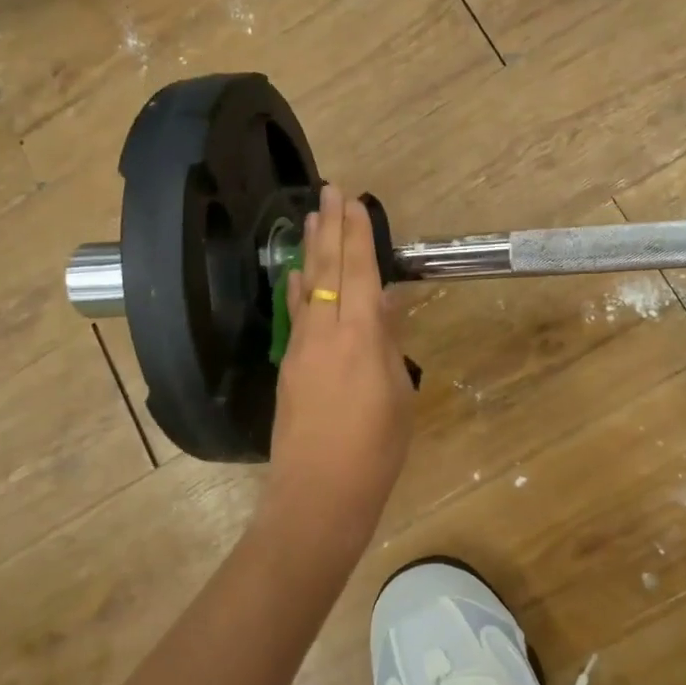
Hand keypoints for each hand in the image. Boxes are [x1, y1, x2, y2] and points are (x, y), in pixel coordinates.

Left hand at [265, 186, 416, 540]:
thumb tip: (379, 304)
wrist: (319, 494)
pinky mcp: (288, 367)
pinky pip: (295, 315)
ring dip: (311, 250)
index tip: (353, 200)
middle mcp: (324, 333)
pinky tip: (297, 274)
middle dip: (330, 228)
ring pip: (306, 288)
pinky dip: (298, 288)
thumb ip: (386, 343)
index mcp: (359, 337)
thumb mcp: (397, 394)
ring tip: (310, 217)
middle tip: (329, 190)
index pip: (357, 272)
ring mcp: (300, 349)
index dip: (356, 234)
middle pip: (327, 270)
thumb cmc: (375, 450)